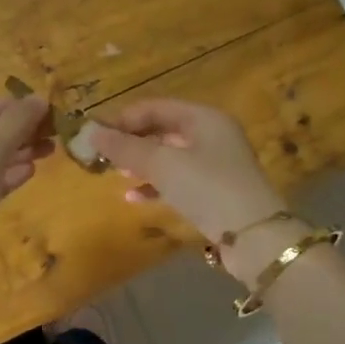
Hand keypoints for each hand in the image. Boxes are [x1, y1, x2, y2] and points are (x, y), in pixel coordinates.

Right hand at [91, 100, 291, 275]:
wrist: (253, 236)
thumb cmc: (207, 188)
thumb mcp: (162, 164)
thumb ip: (126, 147)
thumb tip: (91, 132)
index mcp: (204, 118)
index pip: (155, 107)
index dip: (123, 118)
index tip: (96, 136)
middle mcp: (212, 135)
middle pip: (162, 130)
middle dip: (131, 142)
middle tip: (103, 156)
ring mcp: (215, 164)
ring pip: (169, 156)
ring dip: (141, 164)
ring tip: (116, 174)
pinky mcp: (214, 191)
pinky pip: (177, 180)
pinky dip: (155, 185)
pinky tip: (133, 198)